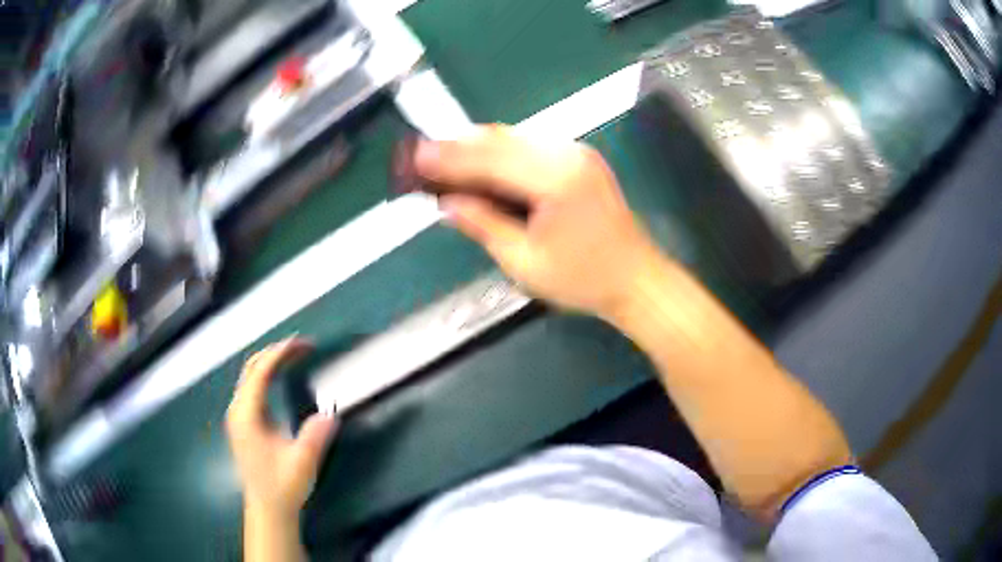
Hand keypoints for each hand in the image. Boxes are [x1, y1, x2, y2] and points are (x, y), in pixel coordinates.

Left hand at [226, 338, 338, 517]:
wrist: (268, 509)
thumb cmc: (283, 486)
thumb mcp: (302, 463)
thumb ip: (314, 437)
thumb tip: (330, 413)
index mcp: (247, 415)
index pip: (260, 372)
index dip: (280, 353)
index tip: (303, 343)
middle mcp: (238, 410)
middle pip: (252, 368)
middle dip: (276, 352)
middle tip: (303, 346)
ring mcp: (238, 416)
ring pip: (250, 376)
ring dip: (271, 362)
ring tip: (295, 355)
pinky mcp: (243, 423)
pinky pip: (252, 387)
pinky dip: (267, 375)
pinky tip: (280, 377)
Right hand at [414, 125, 662, 318]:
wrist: (636, 279)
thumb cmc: (583, 280)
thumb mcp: (525, 262)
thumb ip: (484, 224)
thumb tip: (447, 203)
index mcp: (555, 179)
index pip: (489, 159)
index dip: (448, 158)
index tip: (415, 158)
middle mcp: (567, 154)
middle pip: (500, 138)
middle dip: (457, 146)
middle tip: (423, 157)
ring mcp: (577, 152)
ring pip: (514, 136)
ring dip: (477, 146)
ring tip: (444, 160)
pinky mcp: (580, 158)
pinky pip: (530, 145)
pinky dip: (501, 152)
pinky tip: (482, 164)